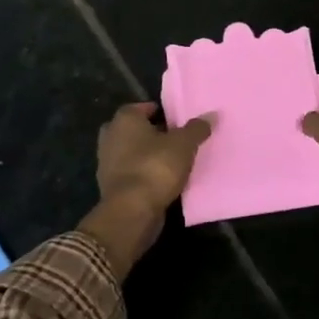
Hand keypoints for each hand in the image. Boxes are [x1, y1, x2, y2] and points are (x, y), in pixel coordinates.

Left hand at [79, 103, 211, 275]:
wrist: (132, 211)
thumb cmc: (156, 167)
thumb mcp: (184, 144)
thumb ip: (197, 128)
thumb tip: (211, 115)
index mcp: (124, 119)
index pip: (143, 108)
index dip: (162, 113)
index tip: (179, 122)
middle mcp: (110, 136)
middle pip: (136, 130)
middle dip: (154, 134)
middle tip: (176, 140)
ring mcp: (106, 162)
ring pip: (132, 152)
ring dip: (148, 155)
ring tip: (173, 161)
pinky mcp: (110, 185)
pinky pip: (131, 172)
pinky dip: (143, 173)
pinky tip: (161, 180)